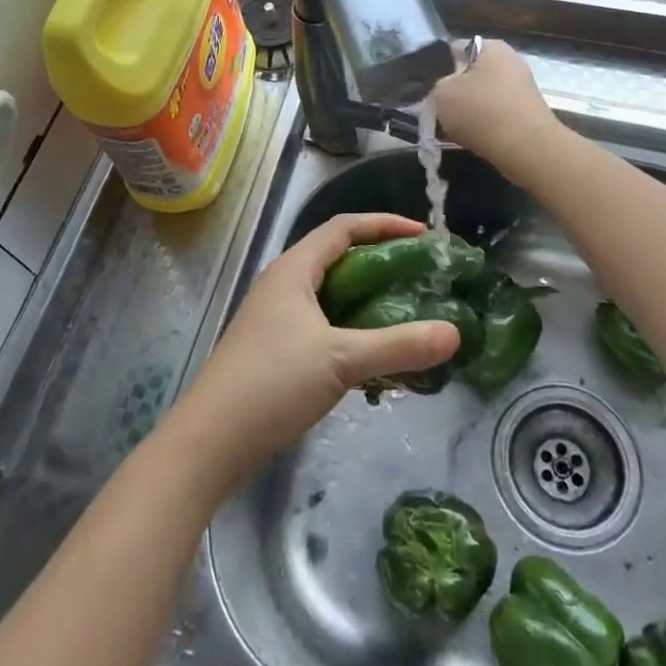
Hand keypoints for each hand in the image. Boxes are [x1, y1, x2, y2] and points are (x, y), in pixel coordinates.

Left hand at [170, 213, 460, 487]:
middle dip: (380, 261)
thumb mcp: (341, 359)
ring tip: (406, 312)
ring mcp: (277, 317)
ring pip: (331, 294)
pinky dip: (352, 329)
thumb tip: (454, 332)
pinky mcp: (276, 348)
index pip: (343, 227)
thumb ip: (398, 345)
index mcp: (294, 268)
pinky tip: (374, 355)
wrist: (211, 441)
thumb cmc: (273, 382)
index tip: (423, 235)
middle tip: (421, 275)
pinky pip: (323, 324)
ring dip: (367, 299)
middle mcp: (284, 283)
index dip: (384, 224)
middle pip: (338, 257)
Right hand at [432, 39, 562, 183]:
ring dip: (466, 111)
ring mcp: (521, 87)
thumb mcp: (441, 94)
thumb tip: (441, 89)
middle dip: (452, 92)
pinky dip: (482, 124)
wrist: (527, 148)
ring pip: (481, 96)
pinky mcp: (527, 112)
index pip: (453, 49)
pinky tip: (469, 139)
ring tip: (448, 129)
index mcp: (490, 47)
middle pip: (469, 74)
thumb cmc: (481, 111)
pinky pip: (495, 114)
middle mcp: (509, 61)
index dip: (436, 68)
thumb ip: (435, 86)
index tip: (426, 89)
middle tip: (436, 111)